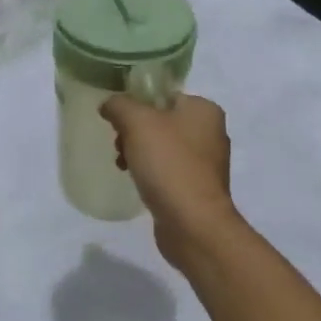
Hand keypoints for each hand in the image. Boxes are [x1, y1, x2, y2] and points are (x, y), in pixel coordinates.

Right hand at [99, 93, 236, 264]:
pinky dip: (151, 173)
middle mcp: (211, 132)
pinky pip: (168, 171)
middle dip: (134, 132)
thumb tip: (109, 105)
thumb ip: (119, 105)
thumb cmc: (168, 164)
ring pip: (162, 147)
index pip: (164, 96)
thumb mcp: (137, 122)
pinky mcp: (199, 189)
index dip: (136, 105)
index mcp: (204, 110)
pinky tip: (137, 182)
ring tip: (123, 166)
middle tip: (119, 145)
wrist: (193, 224)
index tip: (118, 121)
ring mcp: (207, 163)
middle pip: (161, 121)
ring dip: (138, 153)